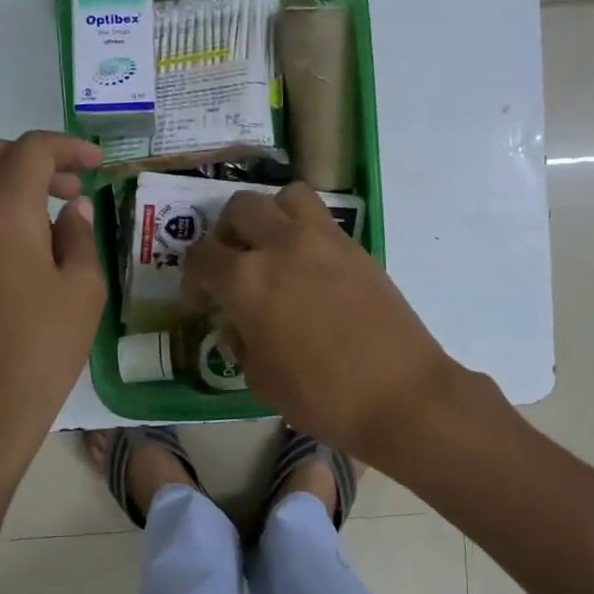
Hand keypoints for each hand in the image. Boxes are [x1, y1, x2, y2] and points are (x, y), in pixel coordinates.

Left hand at [0, 132, 104, 470]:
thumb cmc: (42, 348)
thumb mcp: (83, 290)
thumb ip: (80, 237)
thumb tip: (74, 209)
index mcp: (2, 209)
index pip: (32, 150)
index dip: (68, 148)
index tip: (97, 164)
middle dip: (33, 157)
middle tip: (70, 187)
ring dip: (8, 183)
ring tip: (49, 218)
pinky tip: (19, 246)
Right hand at [183, 184, 462, 460]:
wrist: (401, 394)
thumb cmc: (321, 396)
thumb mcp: (260, 380)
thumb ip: (240, 345)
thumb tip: (238, 328)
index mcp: (246, 279)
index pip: (201, 256)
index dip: (192, 279)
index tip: (200, 303)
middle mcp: (280, 245)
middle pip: (239, 208)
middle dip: (225, 234)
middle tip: (231, 268)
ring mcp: (322, 239)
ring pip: (284, 197)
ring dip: (269, 216)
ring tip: (271, 250)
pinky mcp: (356, 246)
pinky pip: (319, 218)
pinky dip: (303, 231)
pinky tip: (307, 268)